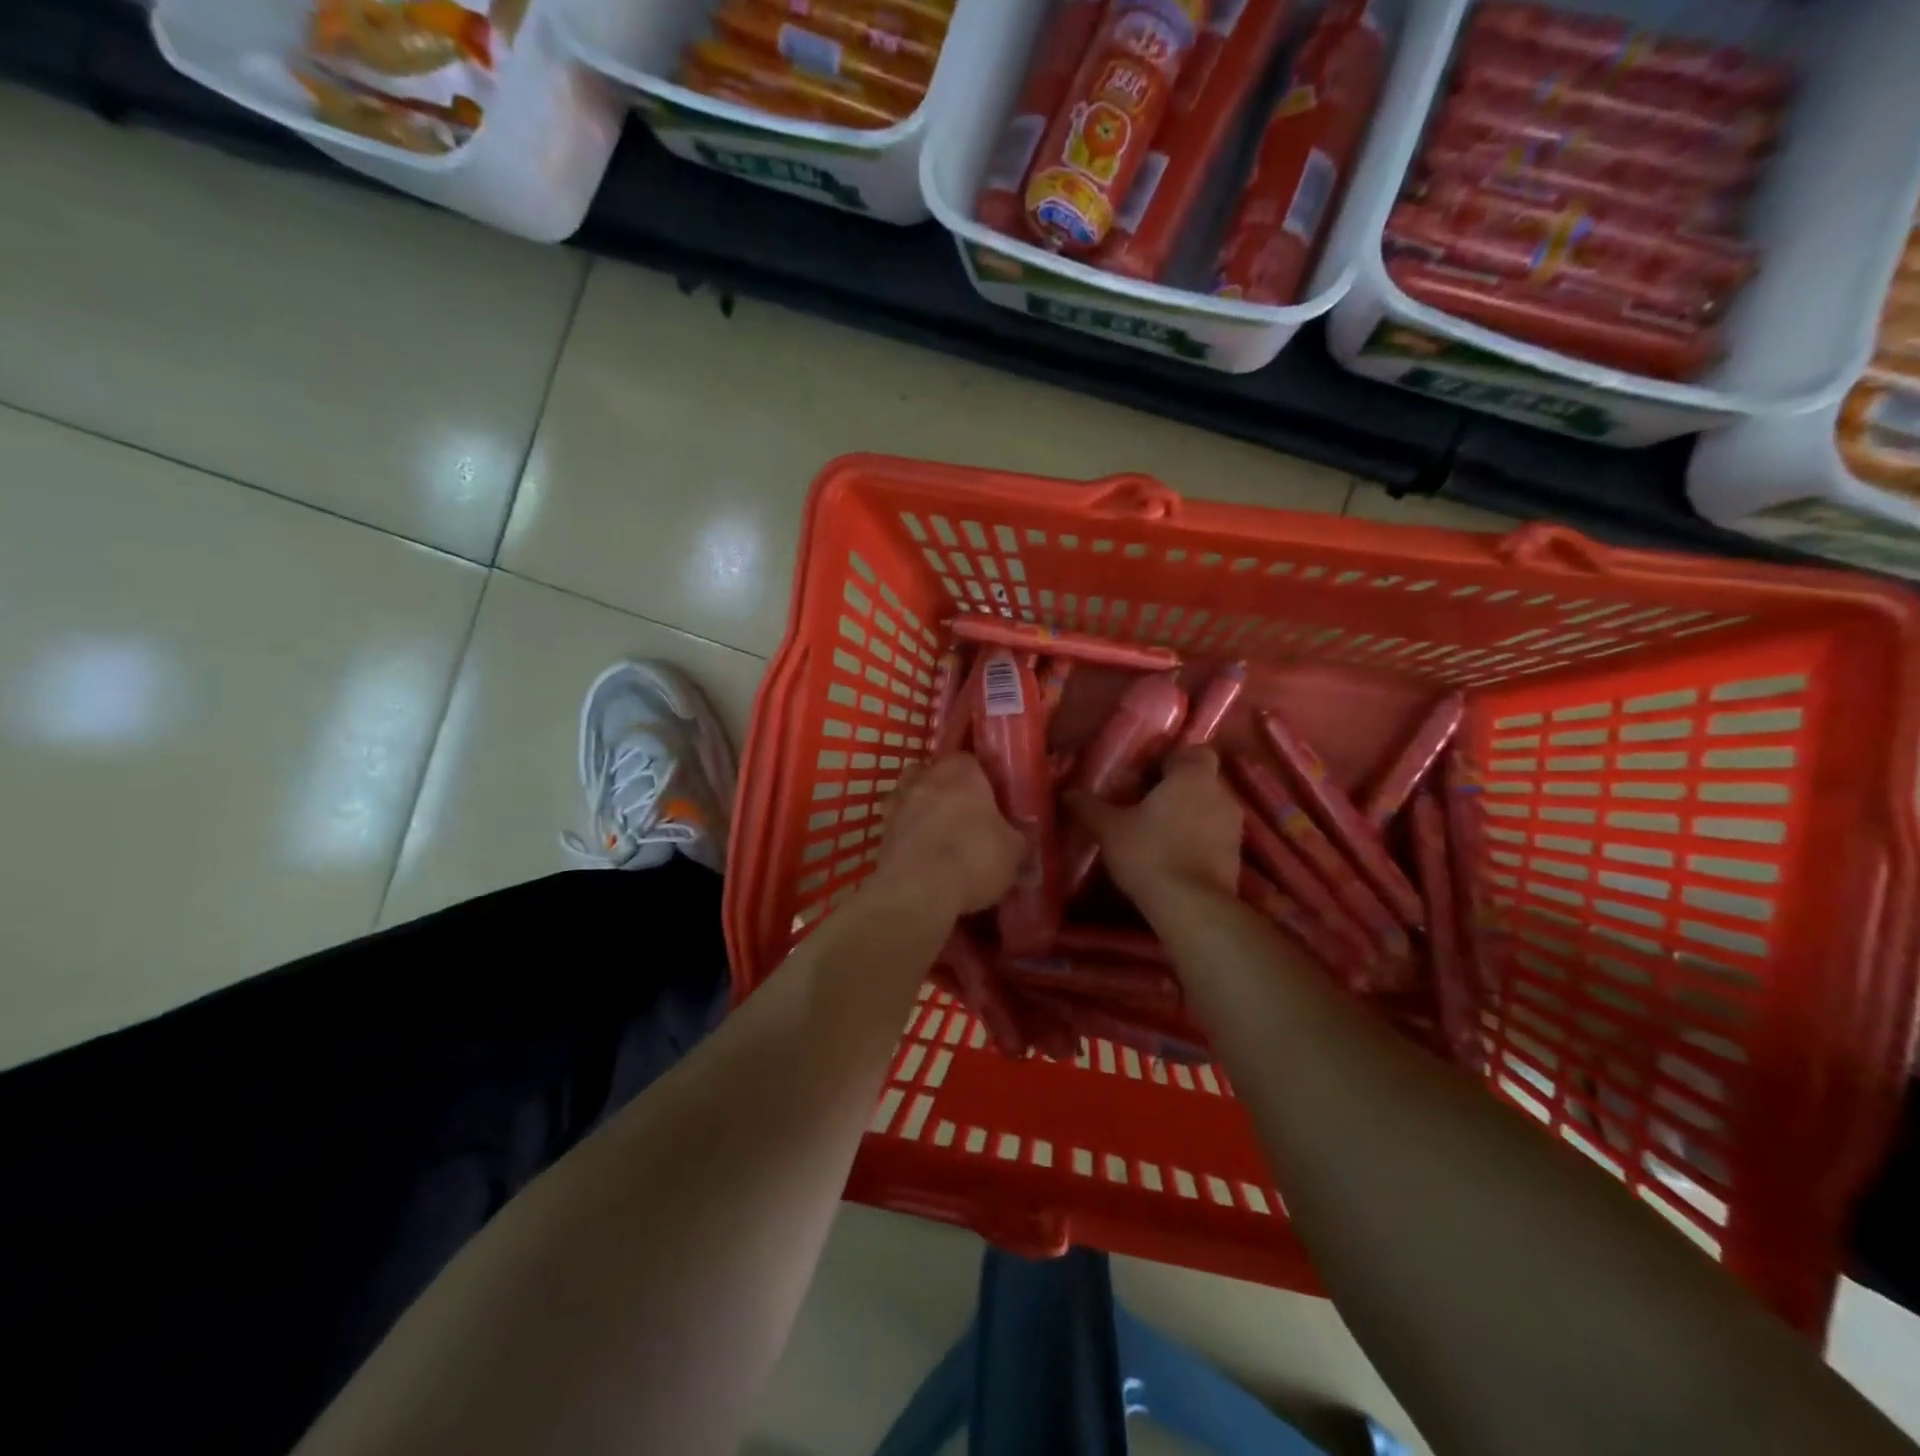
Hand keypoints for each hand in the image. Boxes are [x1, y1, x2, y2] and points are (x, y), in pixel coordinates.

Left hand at [873, 755, 1024, 916]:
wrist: (917, 891)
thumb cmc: (973, 857)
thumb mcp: (1013, 852)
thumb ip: (1020, 841)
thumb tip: (1024, 842)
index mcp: (960, 771)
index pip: (970, 759)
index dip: (981, 777)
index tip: (991, 798)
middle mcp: (924, 778)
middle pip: (934, 772)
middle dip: (946, 788)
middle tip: (965, 814)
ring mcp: (897, 804)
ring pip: (909, 795)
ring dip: (921, 807)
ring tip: (939, 832)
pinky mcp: (881, 833)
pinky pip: (898, 826)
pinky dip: (907, 834)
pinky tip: (922, 854)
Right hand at [1066, 746, 1241, 905]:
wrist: (1191, 907)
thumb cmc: (1150, 853)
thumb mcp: (1109, 829)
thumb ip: (1088, 807)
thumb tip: (1067, 793)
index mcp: (1193, 776)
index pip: (1193, 750)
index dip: (1170, 759)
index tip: (1145, 775)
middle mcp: (1221, 794)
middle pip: (1200, 780)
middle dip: (1175, 789)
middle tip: (1144, 803)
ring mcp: (1234, 827)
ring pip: (1208, 808)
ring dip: (1187, 815)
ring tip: (1156, 832)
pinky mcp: (1236, 856)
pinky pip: (1213, 836)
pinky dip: (1197, 840)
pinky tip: (1172, 856)